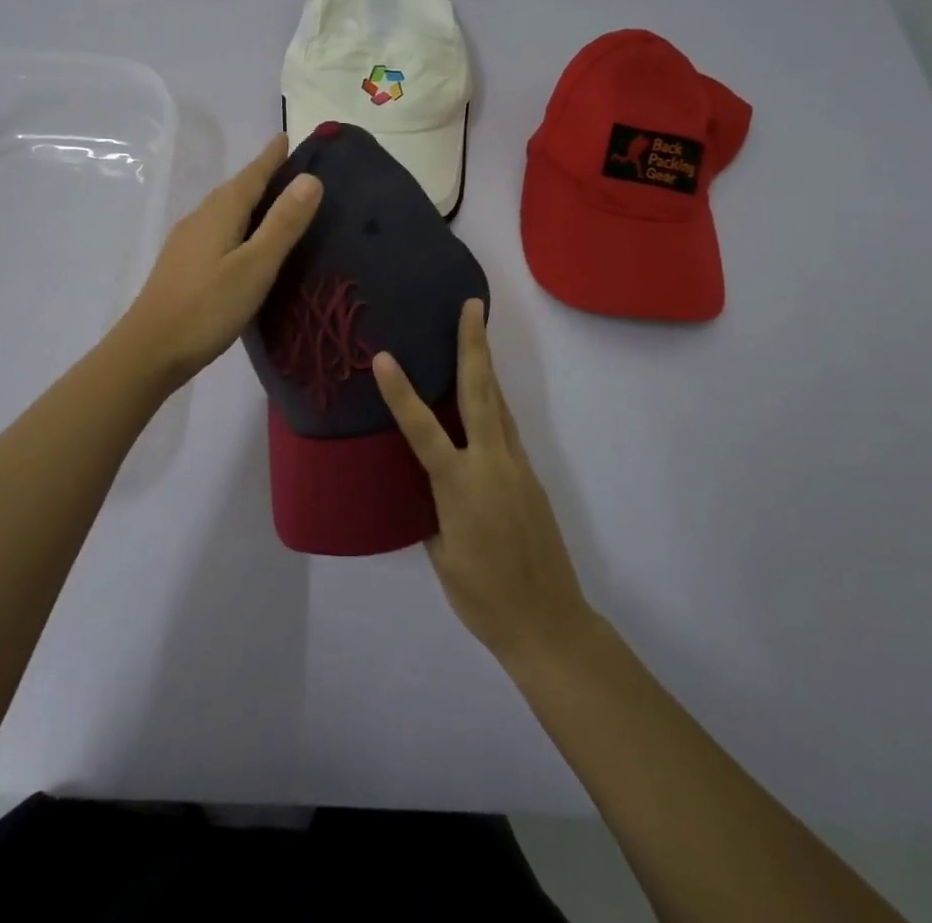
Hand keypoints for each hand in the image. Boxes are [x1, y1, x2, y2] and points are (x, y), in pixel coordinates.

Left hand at [118, 134, 322, 388]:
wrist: (149, 350)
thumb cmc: (208, 307)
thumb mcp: (256, 265)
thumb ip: (283, 223)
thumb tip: (310, 178)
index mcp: (220, 212)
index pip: (251, 175)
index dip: (271, 157)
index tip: (285, 137)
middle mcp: (200, 218)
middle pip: (235, 189)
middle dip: (261, 175)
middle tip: (289, 168)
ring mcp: (186, 241)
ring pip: (223, 210)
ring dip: (248, 200)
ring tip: (272, 203)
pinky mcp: (182, 264)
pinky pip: (216, 229)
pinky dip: (236, 224)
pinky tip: (242, 242)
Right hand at [373, 299, 593, 664]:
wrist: (548, 624)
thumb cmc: (483, 597)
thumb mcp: (441, 553)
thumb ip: (432, 508)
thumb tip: (427, 482)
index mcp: (460, 487)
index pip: (423, 431)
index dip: (401, 394)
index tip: (383, 357)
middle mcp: (492, 466)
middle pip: (481, 394)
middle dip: (473, 347)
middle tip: (471, 307)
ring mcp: (516, 468)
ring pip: (498, 406)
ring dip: (486, 367)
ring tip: (476, 333)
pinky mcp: (530, 477)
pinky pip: (507, 429)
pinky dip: (493, 403)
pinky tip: (484, 398)